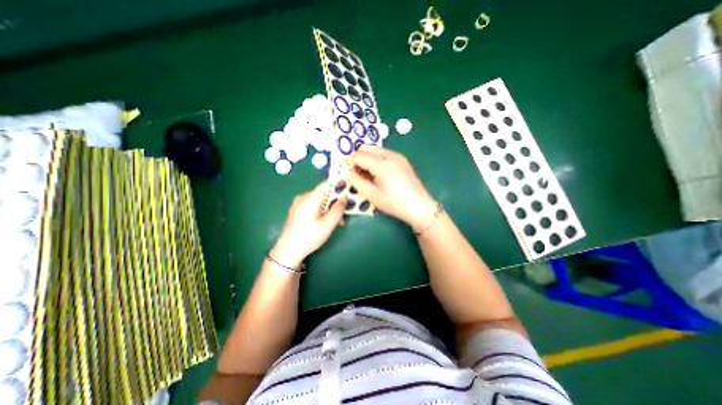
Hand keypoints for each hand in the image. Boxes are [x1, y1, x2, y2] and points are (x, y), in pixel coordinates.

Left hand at [272, 182, 348, 266]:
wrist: (287, 251)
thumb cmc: (309, 237)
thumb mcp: (328, 224)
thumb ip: (338, 209)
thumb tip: (344, 197)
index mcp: (310, 198)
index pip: (327, 184)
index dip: (339, 185)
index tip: (349, 190)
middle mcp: (303, 197)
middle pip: (324, 194)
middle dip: (335, 202)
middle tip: (343, 214)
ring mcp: (298, 204)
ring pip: (319, 201)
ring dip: (329, 209)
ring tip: (337, 222)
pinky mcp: (296, 211)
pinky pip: (312, 206)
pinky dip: (321, 211)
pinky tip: (325, 222)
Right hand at [347, 145, 435, 229]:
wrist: (419, 206)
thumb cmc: (394, 203)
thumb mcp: (372, 195)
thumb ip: (357, 181)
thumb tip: (347, 172)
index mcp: (381, 164)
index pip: (359, 155)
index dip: (350, 161)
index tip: (346, 170)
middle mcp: (390, 155)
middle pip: (367, 148)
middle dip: (358, 157)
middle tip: (356, 172)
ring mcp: (398, 156)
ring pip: (376, 150)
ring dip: (367, 158)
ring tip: (367, 175)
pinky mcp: (402, 160)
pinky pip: (384, 154)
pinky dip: (376, 160)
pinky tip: (378, 173)